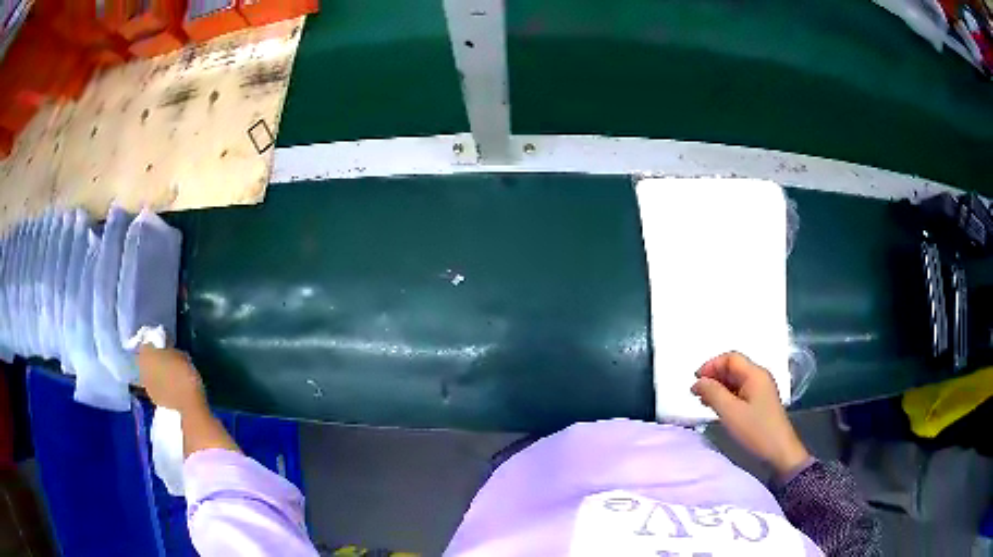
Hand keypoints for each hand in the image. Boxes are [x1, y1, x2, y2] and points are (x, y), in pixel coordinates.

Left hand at [137, 346, 206, 414]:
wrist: (188, 408)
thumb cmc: (184, 375)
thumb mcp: (181, 355)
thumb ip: (170, 351)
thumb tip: (166, 350)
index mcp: (146, 353)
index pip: (146, 342)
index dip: (154, 343)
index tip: (163, 344)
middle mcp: (141, 368)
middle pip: (145, 359)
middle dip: (153, 359)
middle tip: (165, 359)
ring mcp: (146, 385)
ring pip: (148, 374)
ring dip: (155, 373)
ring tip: (168, 374)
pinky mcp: (153, 400)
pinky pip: (154, 387)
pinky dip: (159, 386)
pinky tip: (169, 387)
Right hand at [691, 352, 809, 475]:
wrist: (779, 453)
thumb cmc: (755, 431)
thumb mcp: (730, 413)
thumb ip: (713, 393)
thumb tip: (698, 381)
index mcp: (755, 374)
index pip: (730, 358)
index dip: (711, 365)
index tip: (695, 381)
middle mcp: (759, 377)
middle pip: (733, 367)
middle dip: (714, 376)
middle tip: (696, 393)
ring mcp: (761, 390)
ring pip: (736, 380)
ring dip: (718, 387)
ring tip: (704, 401)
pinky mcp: (760, 403)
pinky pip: (740, 392)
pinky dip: (726, 396)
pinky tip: (718, 408)